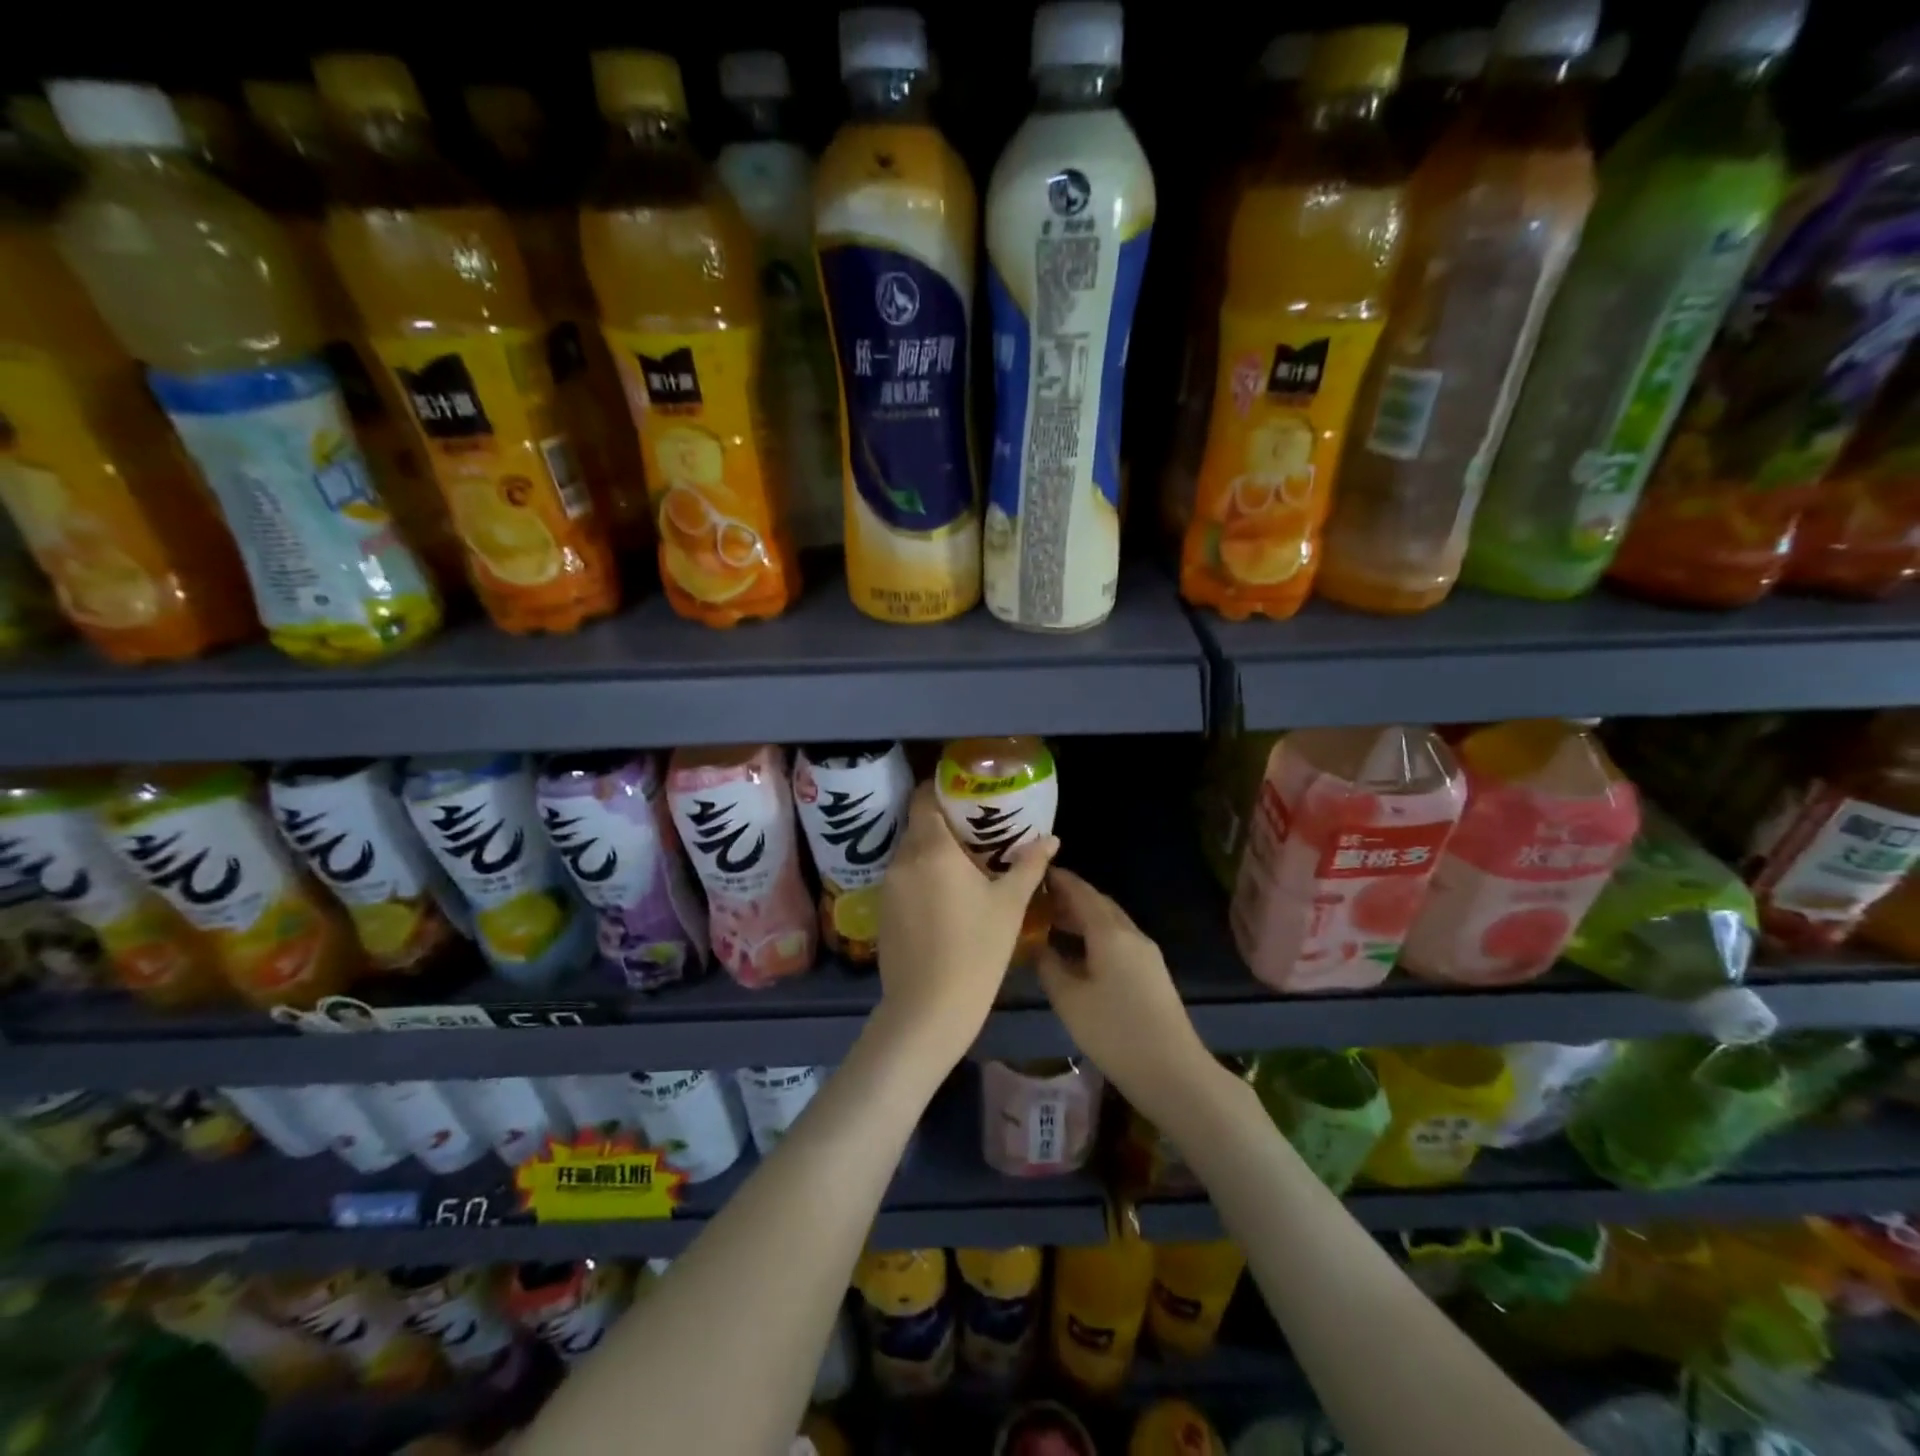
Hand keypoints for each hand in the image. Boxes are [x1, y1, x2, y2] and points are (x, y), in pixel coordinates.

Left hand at [875, 781, 1056, 1068]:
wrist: (928, 1009)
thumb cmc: (976, 951)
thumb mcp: (1009, 906)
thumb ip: (1028, 865)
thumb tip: (1052, 839)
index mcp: (932, 849)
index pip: (924, 799)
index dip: (940, 789)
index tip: (964, 793)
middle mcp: (903, 859)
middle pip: (917, 824)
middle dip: (942, 821)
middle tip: (974, 829)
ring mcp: (888, 886)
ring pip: (909, 852)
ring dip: (931, 850)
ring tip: (962, 862)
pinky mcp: (881, 910)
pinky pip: (902, 877)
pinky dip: (920, 874)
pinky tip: (943, 894)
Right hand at [1036, 867, 1212, 1118]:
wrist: (1172, 1071)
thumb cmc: (1113, 1032)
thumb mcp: (1069, 999)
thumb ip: (1049, 965)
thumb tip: (1037, 945)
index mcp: (1109, 932)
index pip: (1081, 892)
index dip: (1059, 879)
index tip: (1037, 872)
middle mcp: (1131, 933)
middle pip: (1098, 903)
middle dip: (1070, 897)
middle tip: (1039, 899)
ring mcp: (1146, 953)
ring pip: (1110, 922)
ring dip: (1083, 917)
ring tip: (1053, 923)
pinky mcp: (1152, 972)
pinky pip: (1118, 939)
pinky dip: (1095, 935)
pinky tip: (1079, 952)